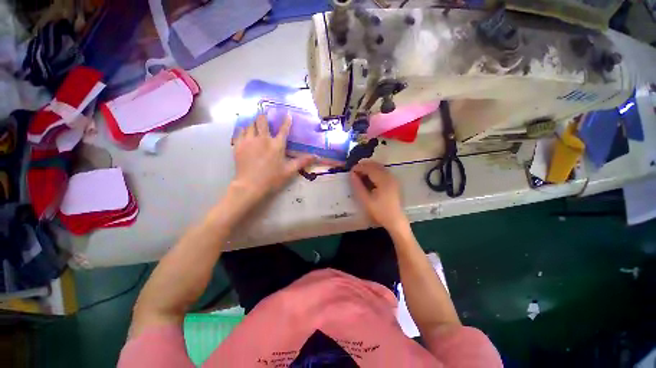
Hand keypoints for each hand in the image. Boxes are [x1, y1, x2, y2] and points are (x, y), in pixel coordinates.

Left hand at [231, 113, 313, 202]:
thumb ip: (302, 162)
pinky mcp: (238, 145)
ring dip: (254, 123)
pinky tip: (245, 132)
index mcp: (276, 145)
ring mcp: (249, 141)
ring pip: (250, 124)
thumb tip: (316, 156)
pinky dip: (244, 129)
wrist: (250, 186)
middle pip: (262, 121)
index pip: (283, 129)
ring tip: (256, 124)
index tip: (287, 114)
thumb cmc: (272, 179)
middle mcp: (263, 139)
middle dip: (264, 117)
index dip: (286, 121)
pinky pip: (240, 132)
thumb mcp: (289, 171)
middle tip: (265, 116)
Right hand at [350, 160, 407, 231]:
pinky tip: (368, 178)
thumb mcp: (366, 200)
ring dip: (369, 168)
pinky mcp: (393, 182)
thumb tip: (351, 174)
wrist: (395, 221)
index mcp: (383, 180)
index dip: (359, 168)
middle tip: (354, 172)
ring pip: (379, 167)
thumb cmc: (380, 211)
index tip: (350, 171)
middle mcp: (389, 176)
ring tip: (359, 174)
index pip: (369, 168)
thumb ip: (358, 186)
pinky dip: (374, 171)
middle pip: (375, 165)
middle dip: (363, 166)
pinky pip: (382, 171)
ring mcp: (393, 178)